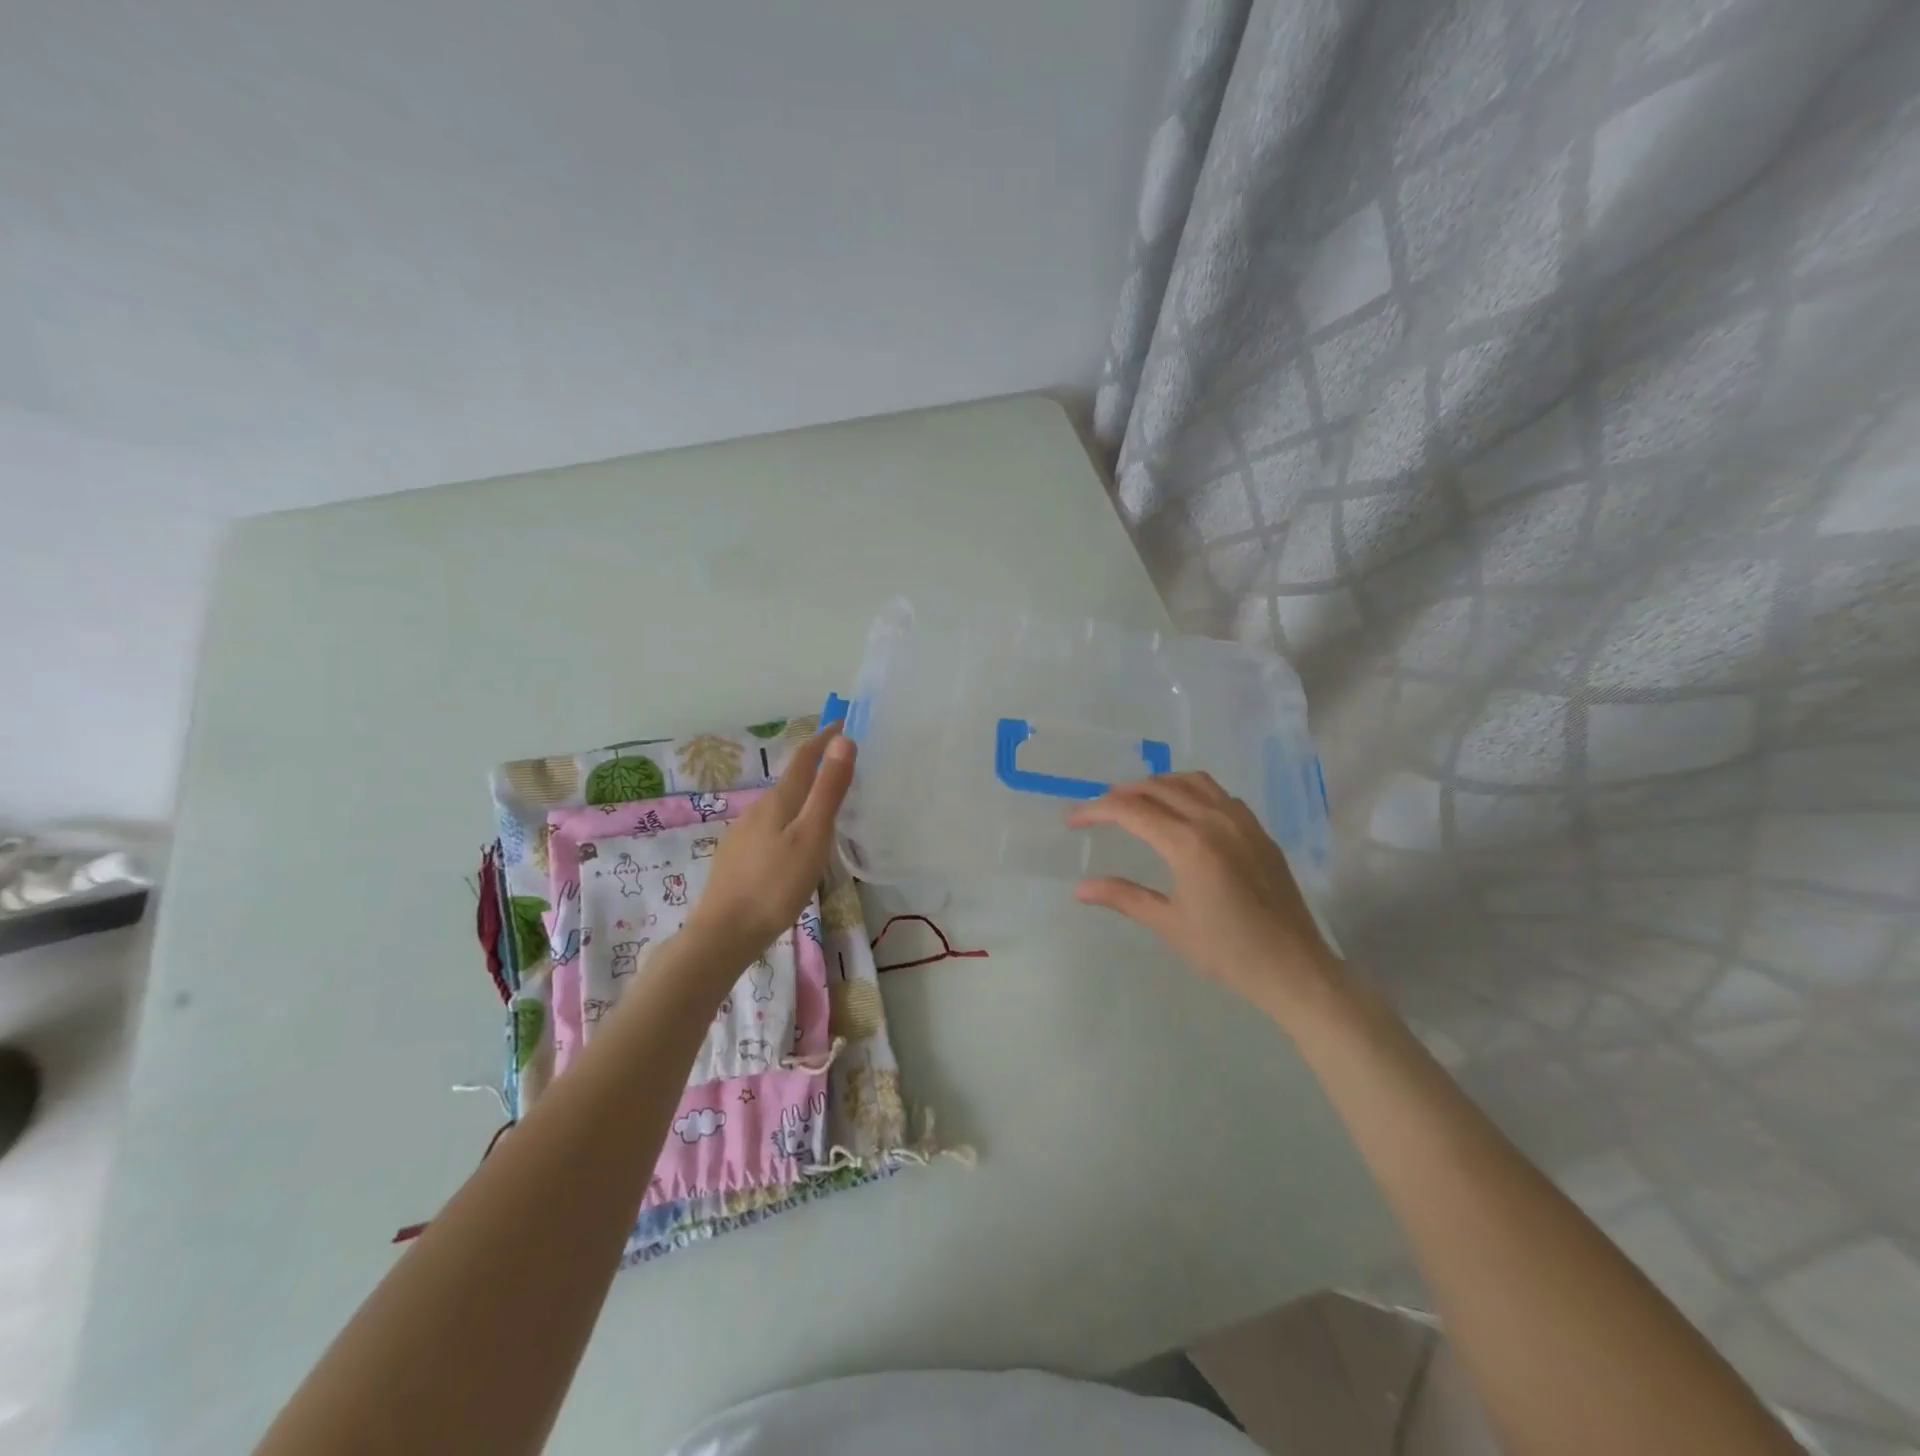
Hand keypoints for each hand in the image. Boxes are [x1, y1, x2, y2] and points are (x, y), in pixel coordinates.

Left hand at [683, 726, 854, 971]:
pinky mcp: (737, 857)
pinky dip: (787, 823)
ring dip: (801, 798)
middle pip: (791, 781)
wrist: (723, 933)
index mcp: (779, 801)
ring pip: (779, 807)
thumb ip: (828, 790)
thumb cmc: (775, 884)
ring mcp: (743, 833)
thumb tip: (842, 740)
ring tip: (823, 809)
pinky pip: (769, 828)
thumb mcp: (812, 836)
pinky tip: (792, 845)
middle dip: (815, 769)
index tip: (842, 722)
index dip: (824, 738)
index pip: (804, 758)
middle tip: (842, 769)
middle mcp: (758, 809)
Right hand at [1070, 772, 1342, 1023]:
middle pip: (1158, 787)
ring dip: (1157, 784)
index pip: (1131, 810)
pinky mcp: (1258, 830)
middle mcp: (1214, 820)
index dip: (1096, 810)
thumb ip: (1123, 897)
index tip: (1073, 819)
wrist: (1294, 967)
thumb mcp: (1169, 924)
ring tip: (1136, 800)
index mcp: (1189, 844)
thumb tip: (1080, 888)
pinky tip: (1182, 811)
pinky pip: (1218, 793)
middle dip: (1121, 793)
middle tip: (1098, 810)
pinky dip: (1190, 790)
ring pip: (1191, 781)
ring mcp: (1241, 821)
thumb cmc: (1227, 951)